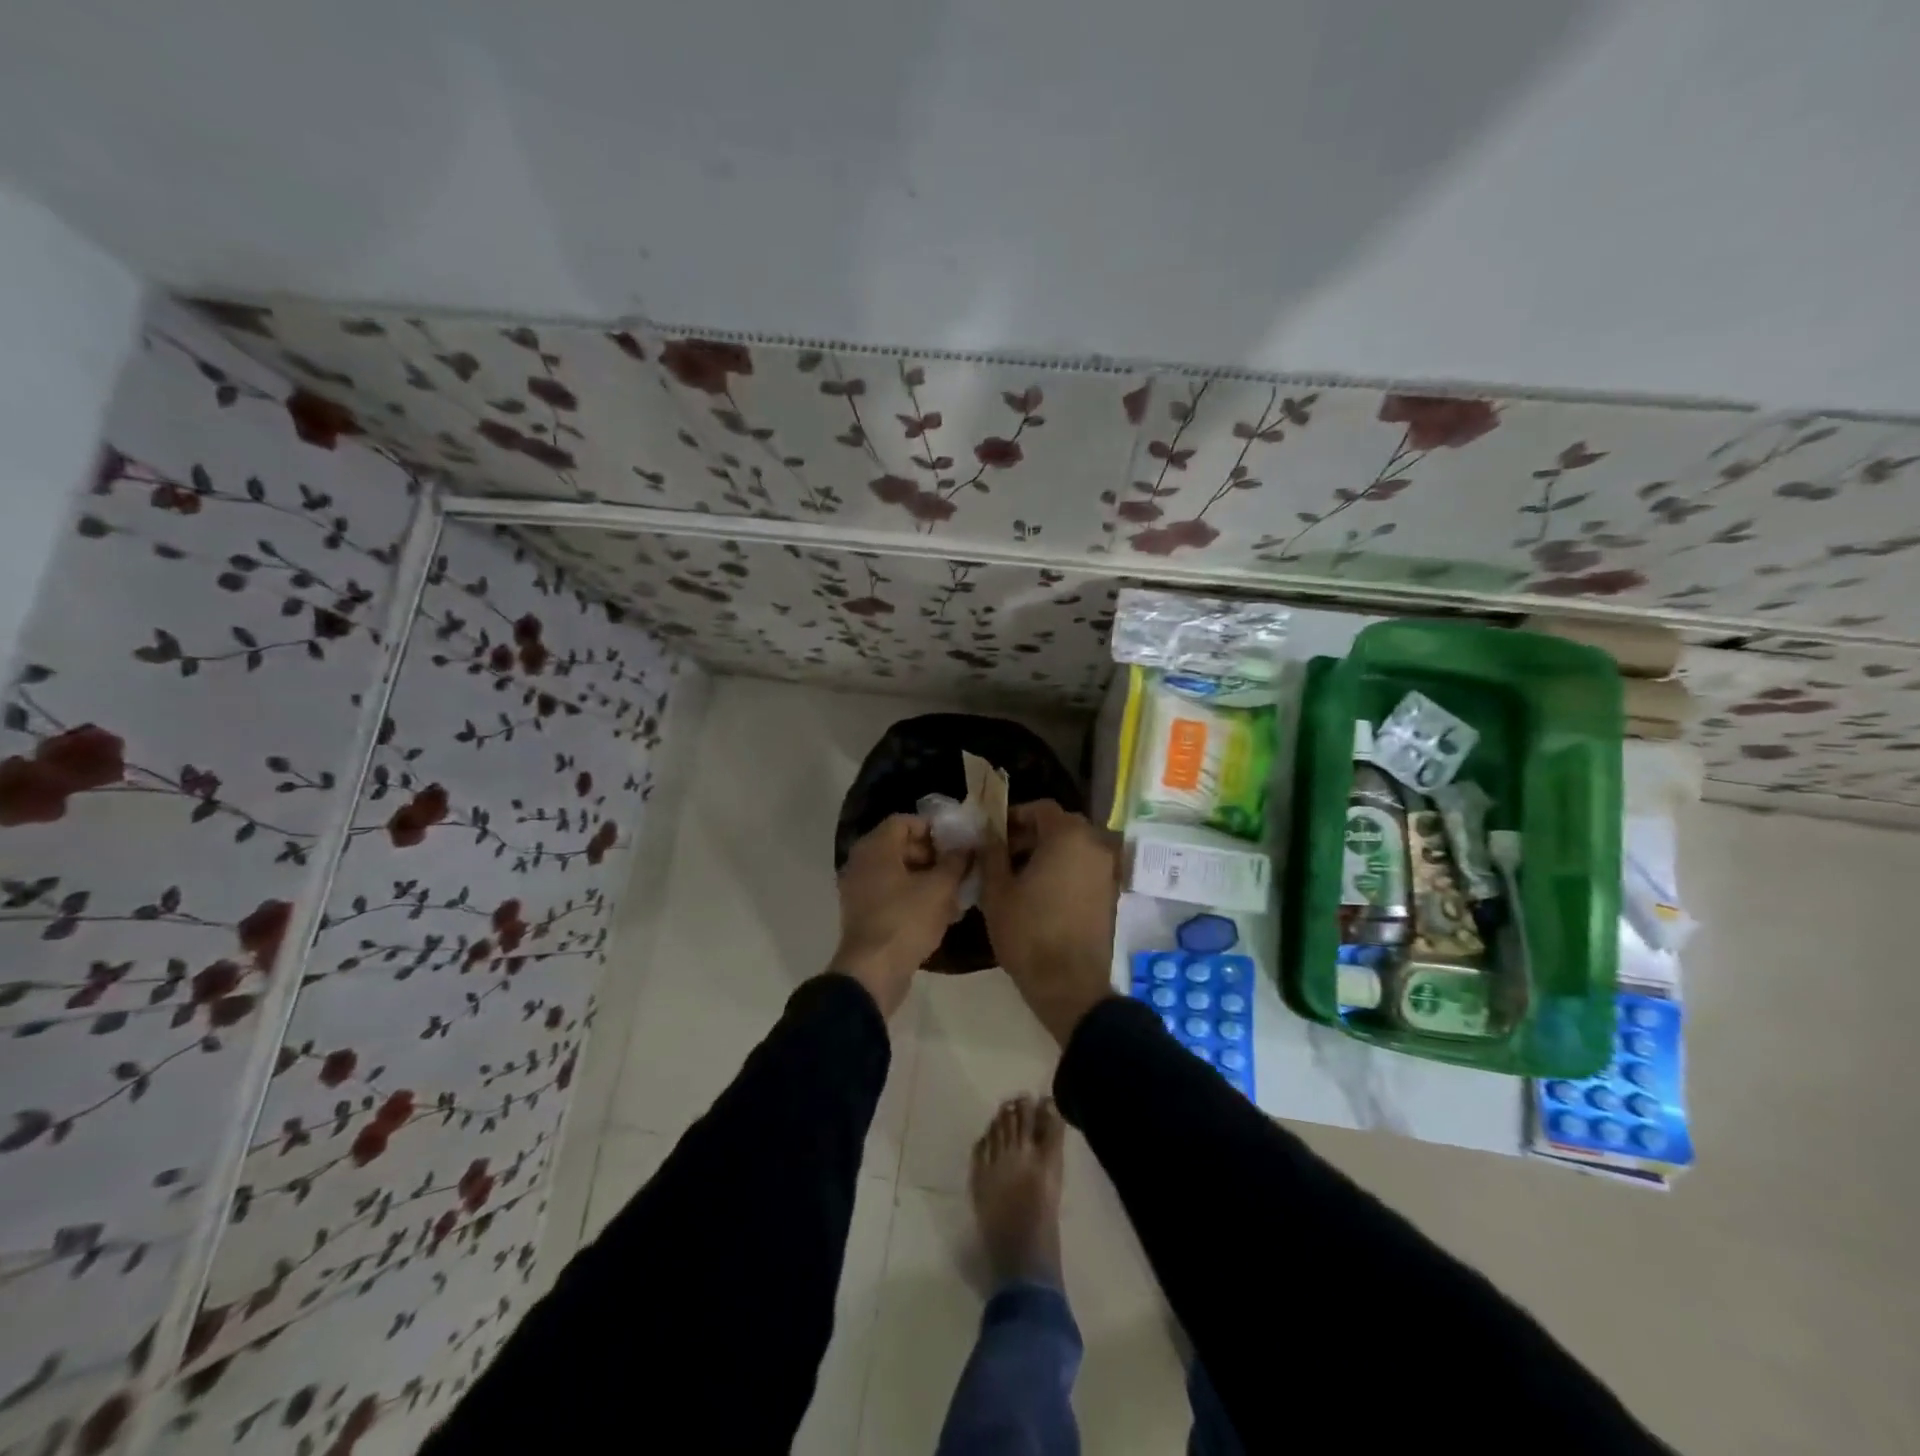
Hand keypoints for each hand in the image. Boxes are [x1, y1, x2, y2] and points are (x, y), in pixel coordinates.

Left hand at [833, 813, 969, 1016]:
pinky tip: (940, 912)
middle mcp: (862, 863)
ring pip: (898, 872)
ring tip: (955, 891)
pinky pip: (891, 894)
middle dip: (933, 854)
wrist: (873, 972)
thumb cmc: (906, 920)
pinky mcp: (864, 914)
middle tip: (959, 867)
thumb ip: (956, 862)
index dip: (933, 828)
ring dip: (926, 877)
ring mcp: (859, 890)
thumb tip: (967, 847)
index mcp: (875, 848)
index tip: (957, 843)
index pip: (904, 821)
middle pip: (900, 846)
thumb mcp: (940, 888)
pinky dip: (914, 896)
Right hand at [980, 801, 1119, 1044]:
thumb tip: (990, 835)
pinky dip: (1064, 870)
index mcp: (1068, 836)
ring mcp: (1107, 870)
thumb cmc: (1028, 932)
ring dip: (1047, 853)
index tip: (994, 834)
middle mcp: (1095, 845)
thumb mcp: (997, 890)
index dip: (1015, 816)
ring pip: (1073, 848)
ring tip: (1019, 876)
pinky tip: (1040, 893)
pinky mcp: (1110, 894)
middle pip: (1060, 826)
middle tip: (1003, 854)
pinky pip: (1084, 868)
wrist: (1069, 985)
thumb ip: (992, 853)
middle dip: (1031, 835)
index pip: (1041, 808)